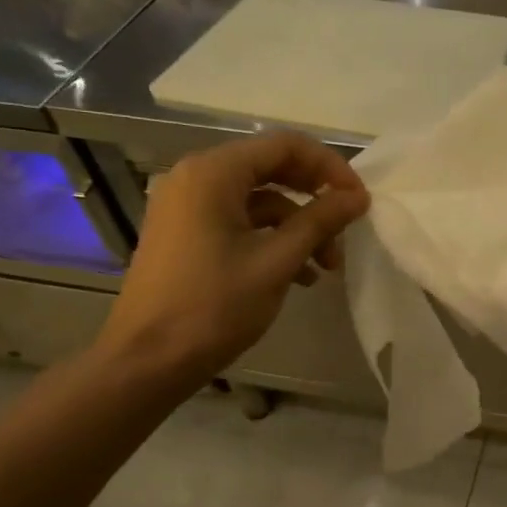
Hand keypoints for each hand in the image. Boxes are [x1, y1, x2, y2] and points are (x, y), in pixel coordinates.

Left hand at [95, 132, 369, 382]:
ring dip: (299, 226)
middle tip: (347, 230)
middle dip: (316, 199)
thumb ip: (320, 221)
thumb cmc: (214, 306)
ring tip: (327, 266)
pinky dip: (273, 240)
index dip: (330, 168)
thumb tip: (358, 196)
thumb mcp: (277, 261)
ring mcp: (187, 206)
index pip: (286, 146)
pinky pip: (240, 221)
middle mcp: (196, 178)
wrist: (147, 361)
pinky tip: (300, 276)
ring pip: (259, 200)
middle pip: (272, 169)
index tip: (359, 201)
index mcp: (214, 173)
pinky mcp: (186, 234)